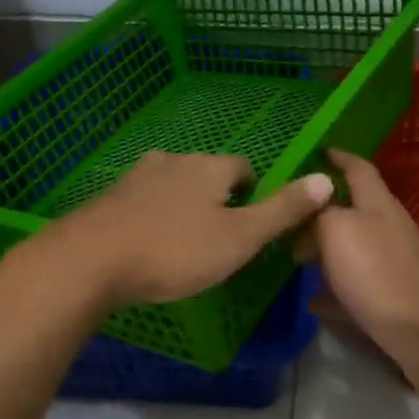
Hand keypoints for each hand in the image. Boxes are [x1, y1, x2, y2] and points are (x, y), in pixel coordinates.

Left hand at [27, 151, 334, 307]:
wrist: (91, 258)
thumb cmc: (175, 250)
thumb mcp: (239, 238)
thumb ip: (282, 210)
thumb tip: (327, 179)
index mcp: (210, 167)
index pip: (243, 168)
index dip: (252, 194)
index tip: (248, 225)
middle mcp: (174, 160)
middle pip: (206, 173)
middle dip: (216, 199)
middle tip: (217, 238)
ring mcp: (137, 175)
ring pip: (172, 184)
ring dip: (182, 205)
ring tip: (182, 242)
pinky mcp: (110, 196)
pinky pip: (142, 199)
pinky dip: (151, 214)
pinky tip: (146, 241)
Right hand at [305, 148, 418, 395]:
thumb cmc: (379, 274)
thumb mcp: (338, 230)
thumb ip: (320, 214)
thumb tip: (310, 214)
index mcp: (378, 205)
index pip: (358, 168)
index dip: (338, 157)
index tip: (315, 151)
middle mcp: (387, 230)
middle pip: (351, 210)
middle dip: (320, 210)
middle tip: (285, 215)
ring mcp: (391, 266)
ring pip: (350, 250)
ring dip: (323, 251)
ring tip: (290, 256)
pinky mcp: (390, 301)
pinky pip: (353, 289)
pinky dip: (331, 292)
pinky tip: (310, 301)